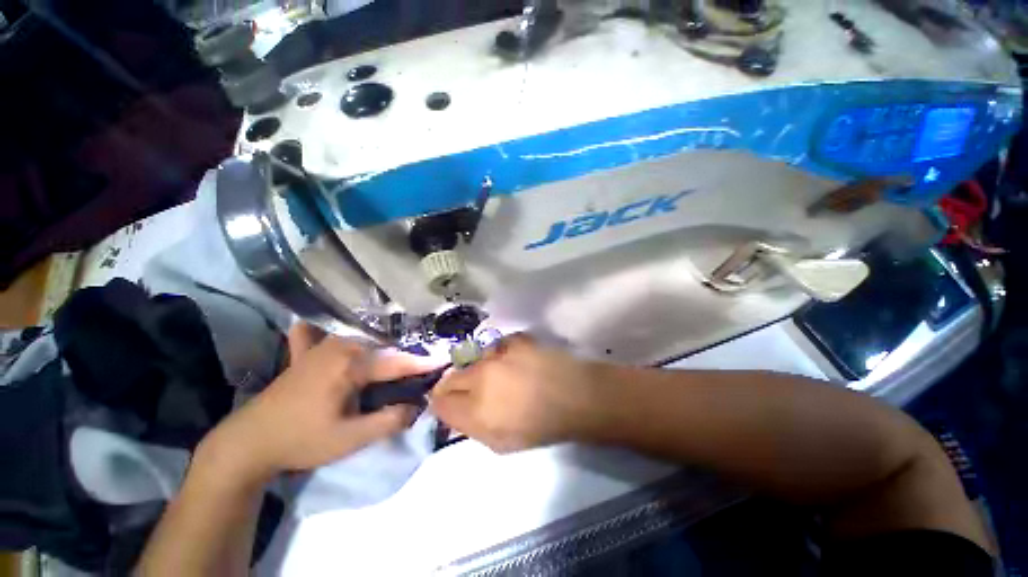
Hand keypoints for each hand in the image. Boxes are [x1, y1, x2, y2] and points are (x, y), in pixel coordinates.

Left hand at [199, 323, 436, 482]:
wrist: (248, 443)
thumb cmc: (302, 440)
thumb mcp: (350, 439)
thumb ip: (389, 421)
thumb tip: (417, 406)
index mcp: (350, 364)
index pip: (397, 362)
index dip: (422, 364)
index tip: (443, 361)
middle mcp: (339, 346)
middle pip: (382, 348)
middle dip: (405, 356)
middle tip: (423, 367)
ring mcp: (320, 347)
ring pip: (362, 340)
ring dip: (382, 345)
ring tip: (399, 353)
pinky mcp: (306, 354)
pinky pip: (321, 334)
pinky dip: (333, 331)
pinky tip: (331, 328)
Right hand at [430, 334, 604, 452]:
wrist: (576, 397)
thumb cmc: (540, 427)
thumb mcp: (500, 443)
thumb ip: (470, 427)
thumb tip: (454, 412)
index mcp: (475, 409)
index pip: (440, 402)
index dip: (441, 404)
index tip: (449, 405)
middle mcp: (480, 377)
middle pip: (450, 377)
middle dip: (454, 386)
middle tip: (470, 391)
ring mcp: (498, 354)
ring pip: (473, 361)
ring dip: (479, 369)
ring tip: (499, 376)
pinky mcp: (514, 340)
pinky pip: (496, 347)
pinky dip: (500, 355)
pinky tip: (515, 362)